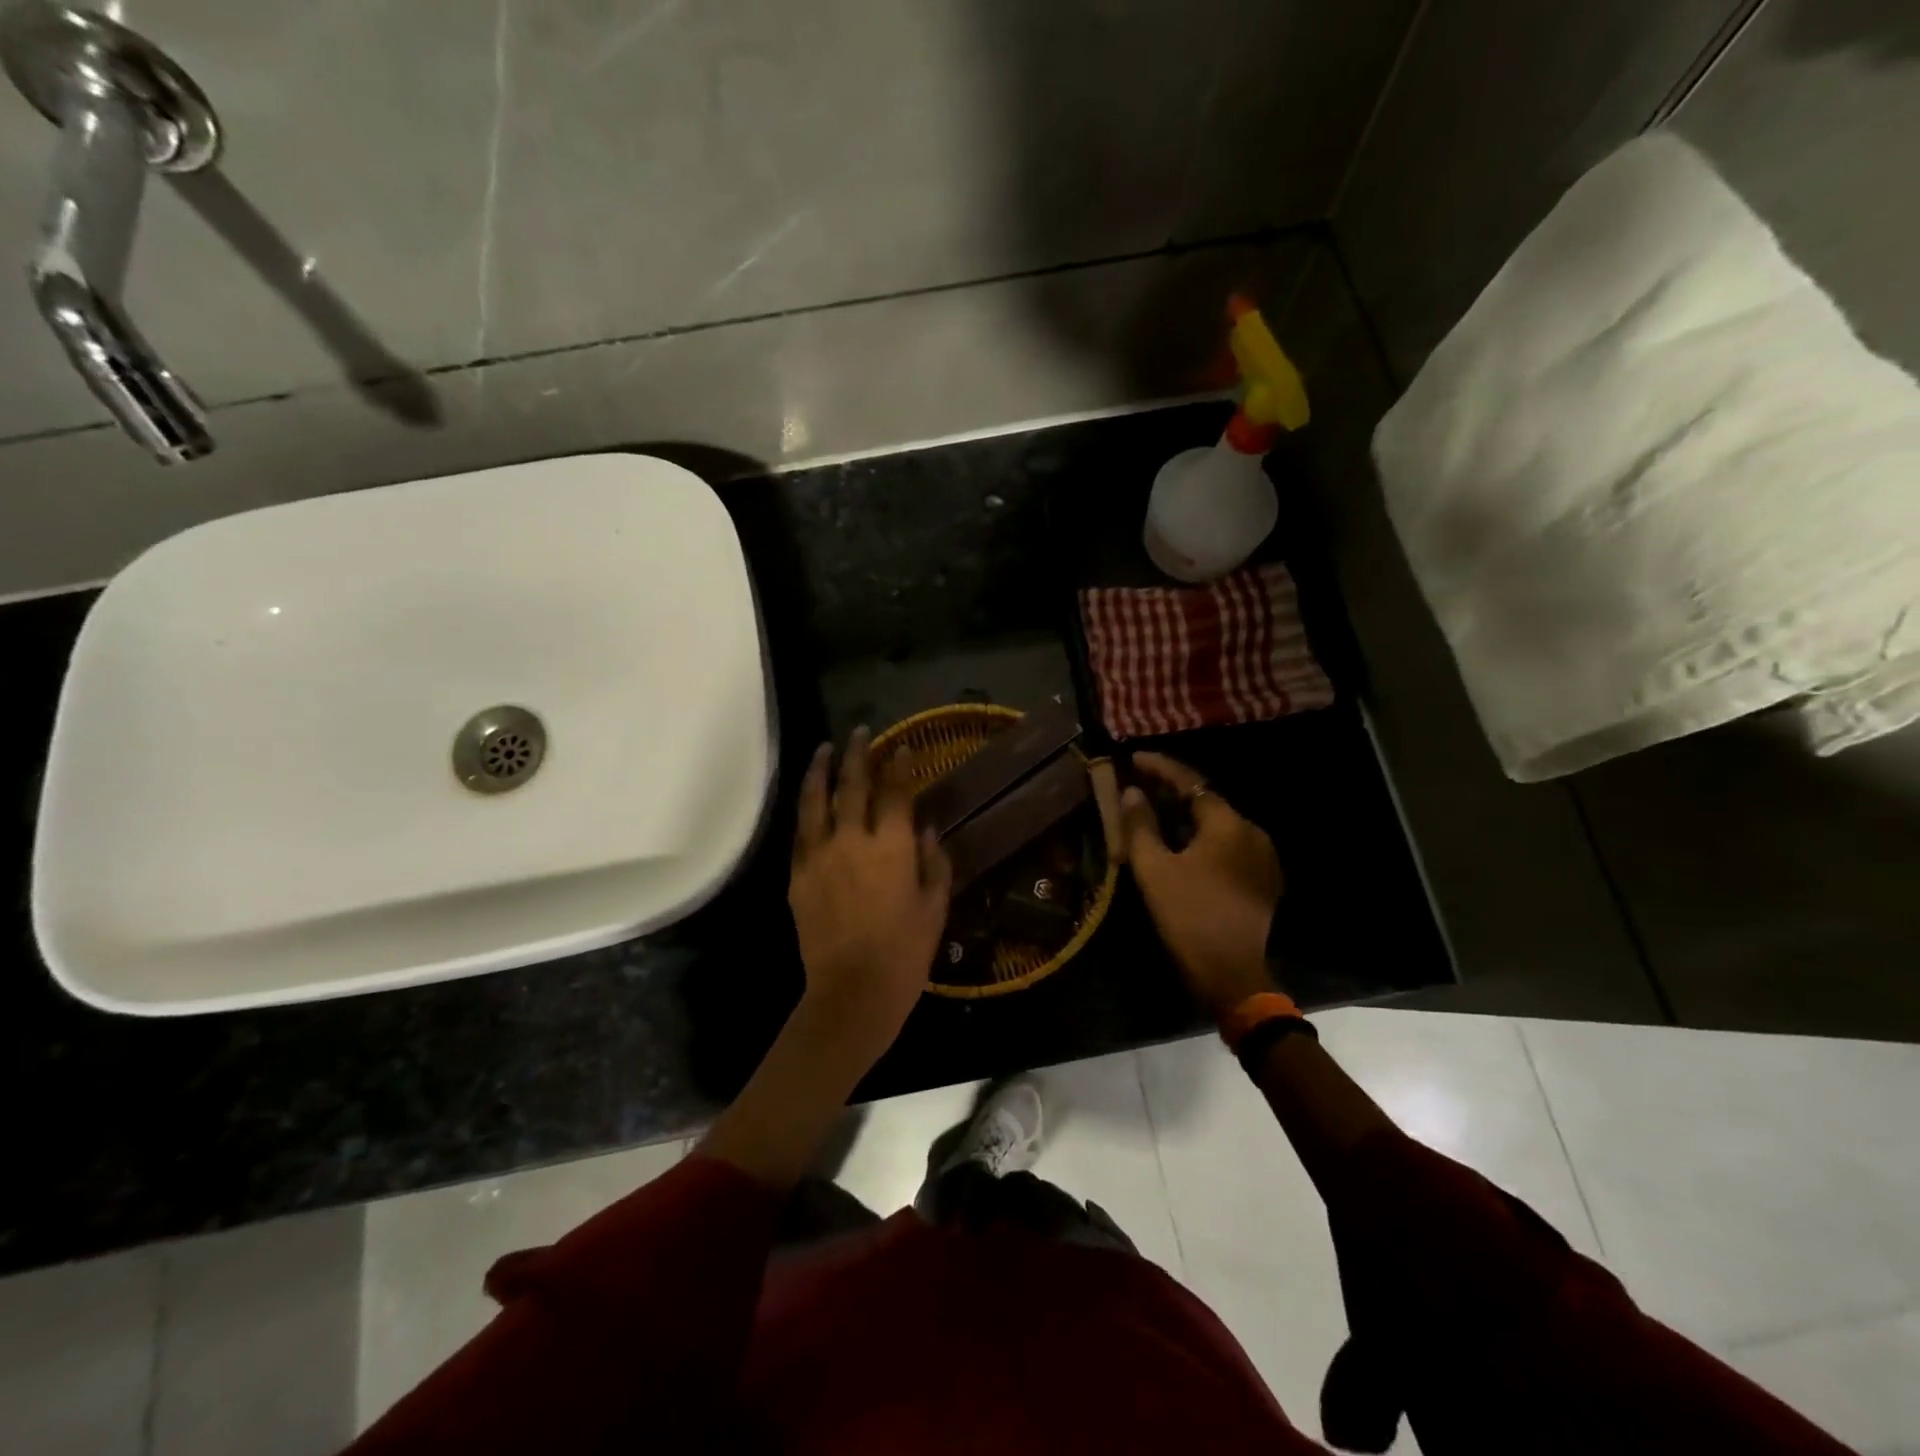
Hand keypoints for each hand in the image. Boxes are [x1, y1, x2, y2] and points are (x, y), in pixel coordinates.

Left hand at [788, 728, 952, 1062]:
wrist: (852, 993)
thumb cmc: (905, 953)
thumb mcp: (935, 906)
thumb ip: (934, 861)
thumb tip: (926, 828)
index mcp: (892, 848)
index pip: (895, 792)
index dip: (899, 765)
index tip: (902, 747)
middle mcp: (852, 841)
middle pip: (852, 785)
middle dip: (858, 754)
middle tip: (861, 732)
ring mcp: (820, 856)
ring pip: (816, 800)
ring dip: (821, 770)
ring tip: (825, 749)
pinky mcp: (798, 876)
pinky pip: (801, 832)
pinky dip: (806, 809)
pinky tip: (810, 798)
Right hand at [1121, 752, 1283, 1020]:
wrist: (1233, 974)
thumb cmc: (1189, 916)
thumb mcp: (1154, 869)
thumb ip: (1141, 825)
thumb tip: (1132, 792)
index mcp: (1228, 823)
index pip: (1190, 782)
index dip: (1160, 767)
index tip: (1133, 758)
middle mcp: (1251, 831)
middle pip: (1206, 801)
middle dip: (1171, 791)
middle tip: (1138, 785)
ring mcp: (1262, 856)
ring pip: (1217, 824)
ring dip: (1185, 815)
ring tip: (1153, 813)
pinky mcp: (1262, 879)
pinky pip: (1227, 845)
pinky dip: (1201, 837)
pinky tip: (1179, 845)